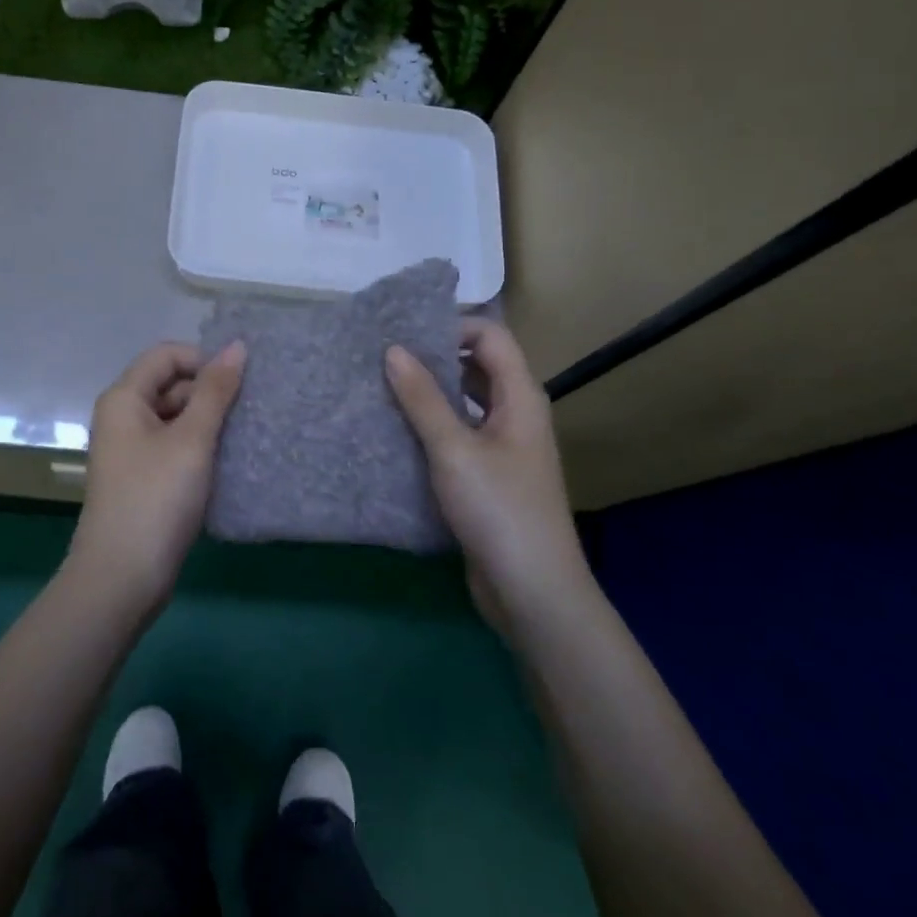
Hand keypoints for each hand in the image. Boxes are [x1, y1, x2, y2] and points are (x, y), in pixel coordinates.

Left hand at [67, 340, 245, 613]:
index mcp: (124, 398)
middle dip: (209, 392)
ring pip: (175, 417)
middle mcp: (122, 417)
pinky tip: (225, 462)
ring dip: (207, 421)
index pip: (167, 355)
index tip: (239, 384)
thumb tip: (237, 346)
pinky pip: (173, 446)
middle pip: (170, 384)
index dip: (204, 360)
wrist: (122, 577)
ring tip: (243, 437)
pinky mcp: (142, 477)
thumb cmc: (156, 498)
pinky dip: (198, 447)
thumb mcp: (192, 439)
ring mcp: (130, 449)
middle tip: (249, 413)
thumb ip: (216, 391)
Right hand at [385, 319, 591, 638]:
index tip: (405, 332)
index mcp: (520, 397)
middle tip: (386, 356)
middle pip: (478, 366)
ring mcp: (504, 447)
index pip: (491, 337)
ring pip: (467, 402)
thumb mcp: (454, 449)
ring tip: (384, 388)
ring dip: (431, 394)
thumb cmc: (499, 510)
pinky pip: (460, 435)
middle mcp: (516, 414)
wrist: (532, 590)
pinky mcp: (489, 476)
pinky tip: (398, 432)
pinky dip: (433, 427)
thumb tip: (393, 349)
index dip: (452, 326)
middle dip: (435, 357)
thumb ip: (423, 398)